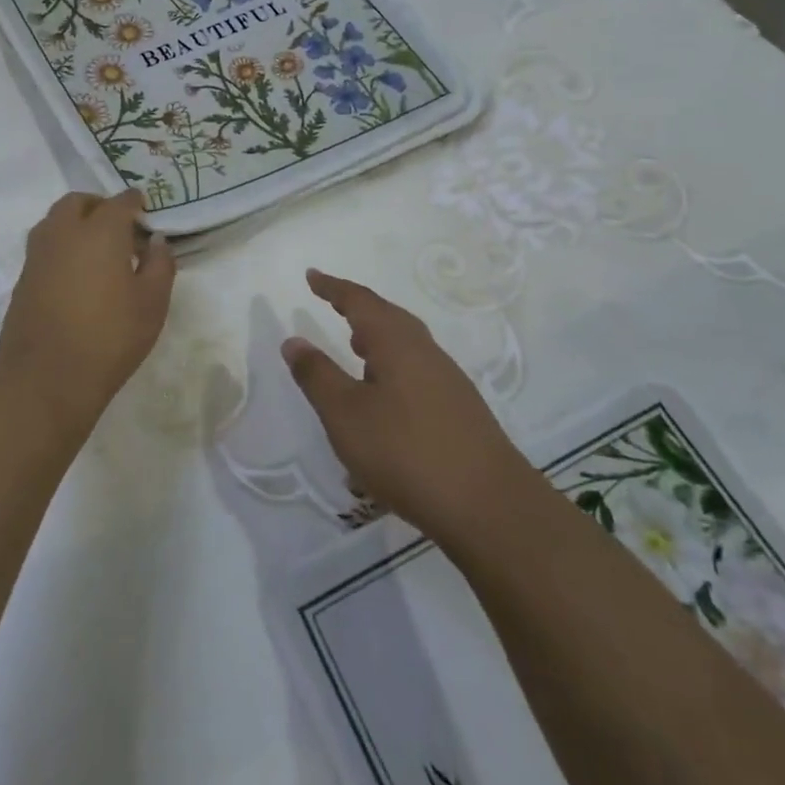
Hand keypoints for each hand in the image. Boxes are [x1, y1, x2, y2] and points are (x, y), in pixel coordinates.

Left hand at [0, 191, 176, 426]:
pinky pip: (44, 246)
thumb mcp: (152, 304)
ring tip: (96, 249)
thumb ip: (160, 265)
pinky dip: (61, 246)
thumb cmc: (109, 338)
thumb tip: (157, 241)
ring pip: (55, 221)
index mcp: (100, 231)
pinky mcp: (23, 278)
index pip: (120, 202)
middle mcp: (64, 232)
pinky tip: (76, 274)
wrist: (45, 378)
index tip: (145, 211)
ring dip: (75, 223)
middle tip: (119, 227)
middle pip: (78, 202)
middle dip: (99, 206)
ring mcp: (38, 254)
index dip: (135, 203)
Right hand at [283, 269, 526, 540]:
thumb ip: (317, 375)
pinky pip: (417, 370)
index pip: (359, 301)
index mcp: (396, 342)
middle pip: (388, 316)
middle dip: (358, 308)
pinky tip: (385, 395)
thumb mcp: (345, 415)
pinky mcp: (460, 410)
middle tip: (332, 304)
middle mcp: (425, 351)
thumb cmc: (406, 452)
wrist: (491, 508)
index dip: (333, 288)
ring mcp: (448, 381)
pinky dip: (392, 366)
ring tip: (355, 347)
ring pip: (406, 344)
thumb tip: (293, 340)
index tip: (312, 276)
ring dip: (377, 338)